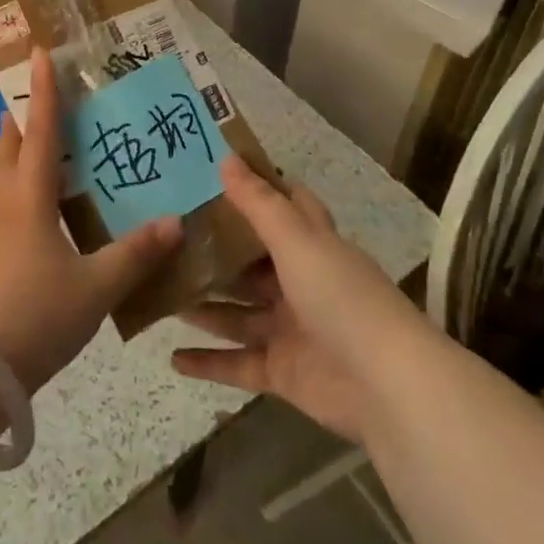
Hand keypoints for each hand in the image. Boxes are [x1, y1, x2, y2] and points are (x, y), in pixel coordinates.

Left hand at [0, 48, 182, 390]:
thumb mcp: (96, 286)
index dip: (44, 92)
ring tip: (42, 148)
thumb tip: (175, 222)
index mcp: (30, 199)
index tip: (39, 53)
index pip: (40, 132)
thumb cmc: (36, 314)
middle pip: (8, 148)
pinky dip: (20, 190)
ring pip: (2, 178)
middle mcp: (7, 206)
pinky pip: (5, 207)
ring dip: (16, 154)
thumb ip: (136, 254)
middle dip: (21, 119)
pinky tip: (43, 211)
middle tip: (39, 99)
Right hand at [170, 156, 427, 444]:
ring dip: (203, 304)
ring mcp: (290, 328)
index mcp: (312, 244)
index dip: (254, 187)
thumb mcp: (297, 240)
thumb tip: (226, 157)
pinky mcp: (282, 371)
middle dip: (214, 252)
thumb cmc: (340, 296)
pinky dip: (207, 362)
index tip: (211, 172)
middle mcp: (301, 281)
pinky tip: (172, 357)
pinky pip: (237, 363)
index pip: (284, 206)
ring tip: (157, 290)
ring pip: (237, 311)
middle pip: (251, 262)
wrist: (385, 385)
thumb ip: (259, 203)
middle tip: (165, 236)